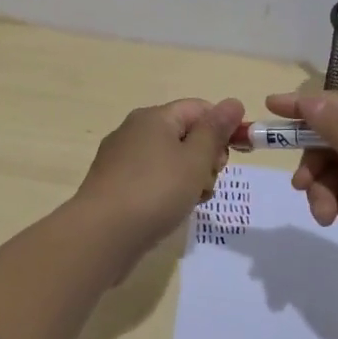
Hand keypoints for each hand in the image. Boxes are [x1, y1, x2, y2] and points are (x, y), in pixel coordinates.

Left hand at [75, 97, 245, 253]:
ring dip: (190, 178)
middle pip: (185, 134)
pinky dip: (167, 191)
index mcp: (154, 117)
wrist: (101, 236)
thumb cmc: (155, 191)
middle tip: (209, 181)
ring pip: (169, 160)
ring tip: (192, 201)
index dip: (222, 128)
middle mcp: (134, 131)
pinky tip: (171, 212)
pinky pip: (151, 179)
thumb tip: (233, 102)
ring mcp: (121, 159)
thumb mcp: (195, 159)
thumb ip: (216, 130)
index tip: (236, 156)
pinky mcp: (114, 186)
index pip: (199, 108)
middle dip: (206, 157)